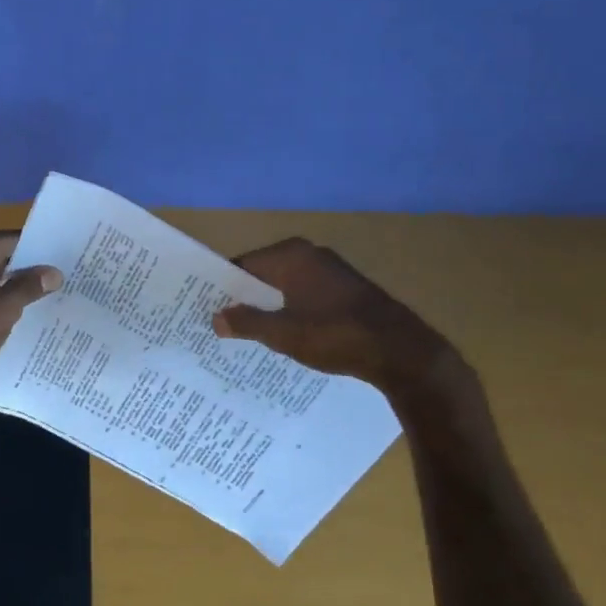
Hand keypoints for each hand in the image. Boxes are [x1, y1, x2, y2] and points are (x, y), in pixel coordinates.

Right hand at [212, 237, 459, 390]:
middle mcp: (310, 255)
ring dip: (268, 307)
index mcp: (291, 255)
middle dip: (244, 298)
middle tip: (220, 324)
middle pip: (264, 274)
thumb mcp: (283, 333)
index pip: (243, 265)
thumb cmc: (335, 335)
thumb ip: (247, 323)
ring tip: (246, 334)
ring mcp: (331, 272)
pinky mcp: (346, 291)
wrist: (400, 351)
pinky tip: (284, 336)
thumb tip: (215, 318)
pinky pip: (305, 296)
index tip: (205, 307)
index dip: (223, 287)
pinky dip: (291, 312)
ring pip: (285, 287)